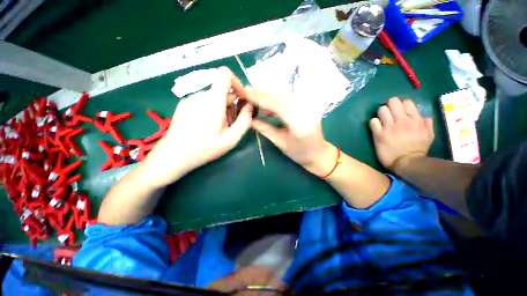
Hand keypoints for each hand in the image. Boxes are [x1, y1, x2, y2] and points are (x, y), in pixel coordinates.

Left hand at [144, 67, 252, 186]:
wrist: (174, 155)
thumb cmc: (205, 147)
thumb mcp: (231, 138)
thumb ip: (245, 120)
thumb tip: (249, 106)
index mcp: (213, 100)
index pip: (225, 74)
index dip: (237, 83)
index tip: (241, 98)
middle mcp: (200, 95)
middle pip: (221, 89)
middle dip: (232, 102)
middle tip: (233, 121)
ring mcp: (190, 99)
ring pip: (213, 97)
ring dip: (221, 107)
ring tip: (220, 126)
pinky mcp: (184, 105)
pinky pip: (203, 101)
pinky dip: (211, 108)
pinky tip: (207, 125)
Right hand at [245, 88, 334, 175]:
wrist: (319, 153)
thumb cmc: (300, 153)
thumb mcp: (280, 143)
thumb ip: (265, 129)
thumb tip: (250, 119)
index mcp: (298, 124)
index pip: (276, 105)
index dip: (260, 99)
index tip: (246, 94)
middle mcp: (305, 111)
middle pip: (281, 96)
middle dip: (263, 93)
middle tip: (247, 91)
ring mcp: (308, 107)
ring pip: (285, 94)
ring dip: (269, 94)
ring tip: (255, 95)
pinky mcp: (308, 106)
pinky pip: (290, 97)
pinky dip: (277, 97)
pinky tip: (269, 103)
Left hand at [369, 97, 433, 171]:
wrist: (406, 163)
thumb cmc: (418, 150)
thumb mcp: (429, 136)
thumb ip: (427, 125)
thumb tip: (425, 117)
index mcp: (416, 120)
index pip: (406, 102)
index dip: (401, 104)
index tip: (398, 111)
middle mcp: (402, 121)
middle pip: (392, 102)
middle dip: (389, 106)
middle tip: (388, 113)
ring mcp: (390, 127)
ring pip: (381, 110)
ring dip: (380, 113)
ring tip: (382, 120)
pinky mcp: (379, 134)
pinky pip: (373, 121)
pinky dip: (373, 123)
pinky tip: (376, 127)